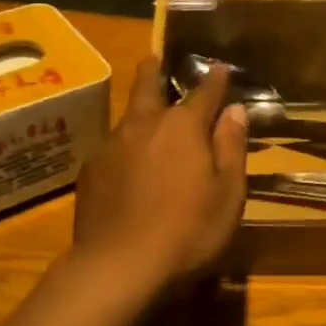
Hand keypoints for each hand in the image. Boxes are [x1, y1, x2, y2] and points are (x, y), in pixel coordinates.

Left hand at [69, 56, 248, 294]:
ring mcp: (112, 145)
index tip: (220, 68)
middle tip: (154, 59)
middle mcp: (144, 124)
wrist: (118, 265)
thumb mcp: (228, 193)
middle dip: (154, 70)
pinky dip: (124, 146)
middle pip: (147, 86)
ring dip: (138, 110)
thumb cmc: (187, 230)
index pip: (203, 92)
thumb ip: (231, 147)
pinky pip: (112, 146)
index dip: (214, 79)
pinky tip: (126, 163)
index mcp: (183, 126)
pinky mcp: (91, 170)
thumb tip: (235, 110)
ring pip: (127, 116)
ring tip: (144, 113)